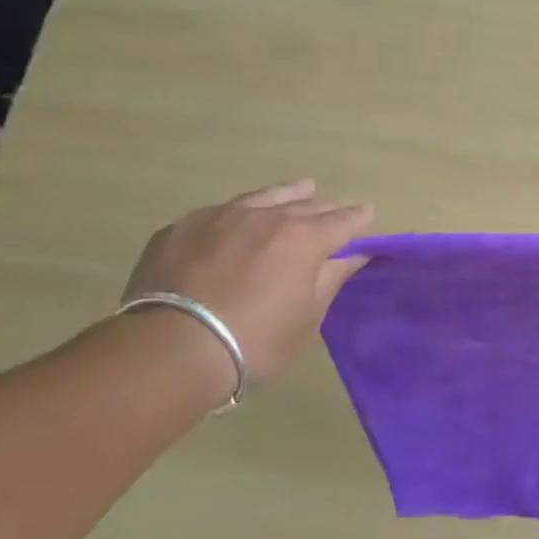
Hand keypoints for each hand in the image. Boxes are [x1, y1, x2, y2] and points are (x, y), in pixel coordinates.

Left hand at [122, 179, 372, 383]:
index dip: (359, 218)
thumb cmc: (255, 340)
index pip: (344, 220)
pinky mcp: (182, 227)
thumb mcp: (307, 317)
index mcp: (304, 238)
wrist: (170, 350)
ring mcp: (221, 217)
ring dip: (289, 194)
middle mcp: (267, 217)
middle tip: (339, 209)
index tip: (368, 215)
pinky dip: (244, 211)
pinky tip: (242, 217)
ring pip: (265, 196)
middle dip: (328, 207)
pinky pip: (223, 210)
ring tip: (302, 188)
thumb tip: (355, 255)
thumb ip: (332, 279)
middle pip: (307, 204)